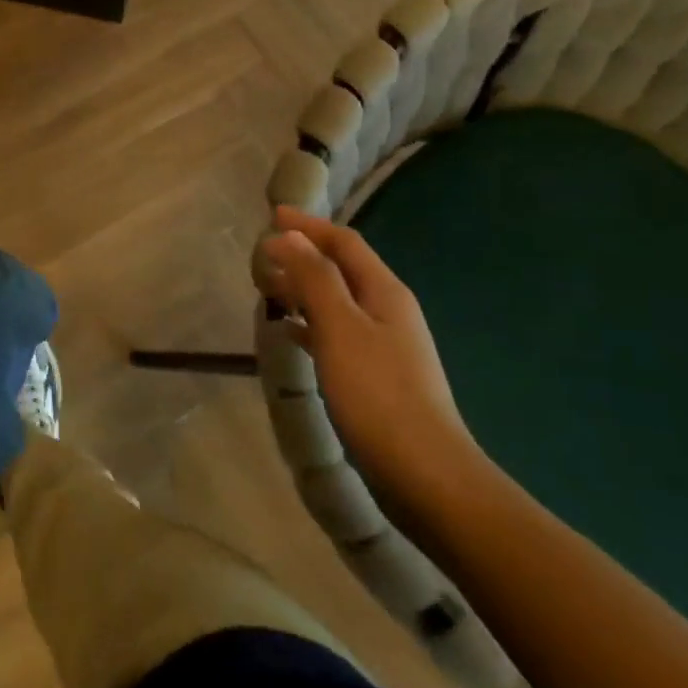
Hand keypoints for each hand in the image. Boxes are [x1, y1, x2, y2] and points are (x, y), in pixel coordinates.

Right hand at [259, 207, 480, 504]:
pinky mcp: (374, 374)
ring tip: (268, 288)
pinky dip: (310, 323)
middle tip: (262, 254)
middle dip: (303, 255)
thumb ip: (315, 278)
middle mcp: (388, 310)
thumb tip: (289, 235)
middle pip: (342, 269)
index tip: (272, 215)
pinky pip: (335, 333)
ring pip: (336, 301)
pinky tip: (289, 333)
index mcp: (384, 292)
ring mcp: (384, 344)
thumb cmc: (378, 392)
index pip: (344, 243)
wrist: (425, 472)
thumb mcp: (340, 327)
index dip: (309, 226)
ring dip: (303, 288)